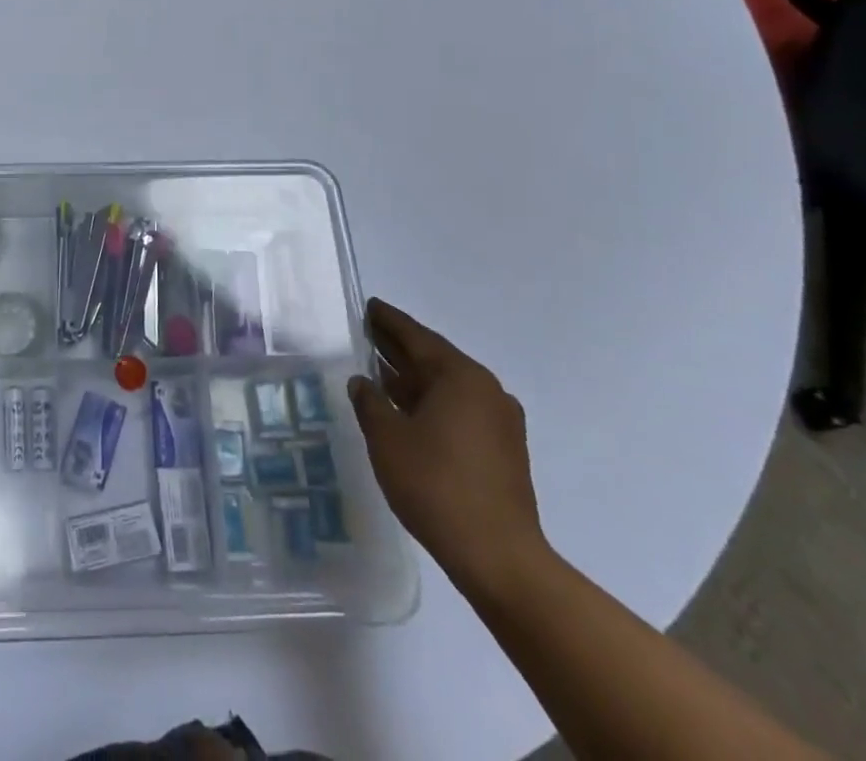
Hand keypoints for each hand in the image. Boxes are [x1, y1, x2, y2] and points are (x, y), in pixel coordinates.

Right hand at [347, 299, 545, 594]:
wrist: (499, 558)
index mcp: (460, 376)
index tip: (368, 306)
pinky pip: (458, 410)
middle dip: (399, 347)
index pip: (416, 336)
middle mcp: (485, 390)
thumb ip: (369, 402)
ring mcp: (499, 422)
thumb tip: (362, 381)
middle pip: (433, 358)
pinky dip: (429, 403)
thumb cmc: (436, 485)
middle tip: (366, 332)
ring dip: (412, 378)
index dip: (388, 321)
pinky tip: (404, 411)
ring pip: (446, 387)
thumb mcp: (387, 437)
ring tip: (376, 370)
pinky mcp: (502, 451)